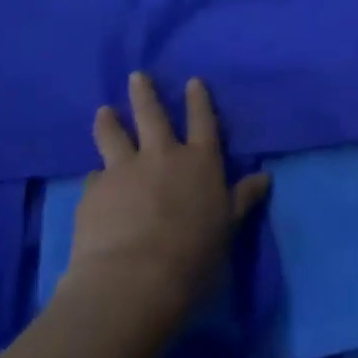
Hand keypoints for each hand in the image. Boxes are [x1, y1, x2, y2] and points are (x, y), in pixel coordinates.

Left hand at [65, 72, 269, 312]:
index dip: (198, 100)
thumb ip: (242, 199)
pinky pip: (94, 178)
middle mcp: (162, 156)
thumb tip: (265, 177)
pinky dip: (96, 177)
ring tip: (103, 111)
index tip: (193, 81)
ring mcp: (124, 170)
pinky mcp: (94, 192)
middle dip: (145, 94)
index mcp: (199, 162)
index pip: (202, 121)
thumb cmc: (193, 255)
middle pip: (153, 116)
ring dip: (109, 122)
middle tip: (136, 76)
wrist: (133, 281)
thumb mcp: (227, 228)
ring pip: (114, 136)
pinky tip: (92, 181)